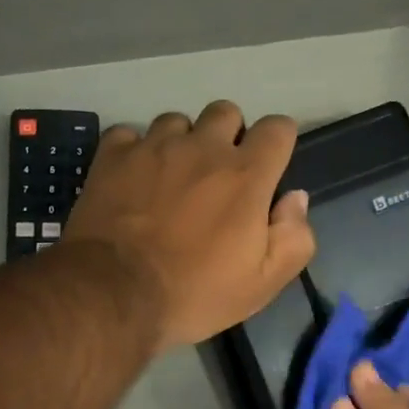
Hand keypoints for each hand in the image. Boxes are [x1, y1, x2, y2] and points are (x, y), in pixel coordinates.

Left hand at [64, 101, 315, 351]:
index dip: (278, 143)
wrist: (115, 295)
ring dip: (182, 143)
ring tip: (172, 178)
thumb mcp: (262, 283)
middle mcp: (202, 147)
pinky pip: (129, 134)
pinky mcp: (112, 156)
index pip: (278, 129)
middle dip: (229, 137)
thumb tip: (295, 199)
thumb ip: (293, 237)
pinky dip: (135, 151)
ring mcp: (153, 147)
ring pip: (177, 121)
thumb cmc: (196, 292)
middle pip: (226, 113)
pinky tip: (133, 178)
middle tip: (218, 177)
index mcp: (246, 175)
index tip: (270, 167)